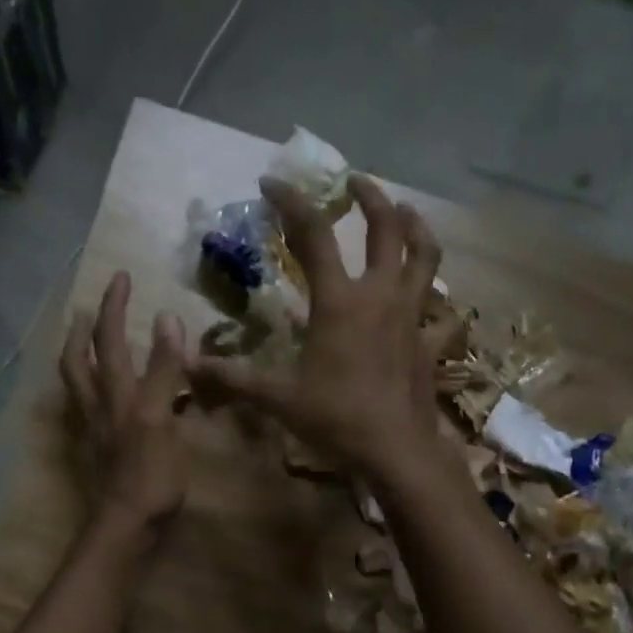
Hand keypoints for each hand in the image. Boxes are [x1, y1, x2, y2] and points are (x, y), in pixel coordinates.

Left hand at [60, 272, 189, 538]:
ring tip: (82, 342)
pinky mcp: (94, 453)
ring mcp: (92, 431)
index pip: (111, 340)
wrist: (125, 526)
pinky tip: (95, 397)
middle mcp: (97, 407)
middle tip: (88, 309)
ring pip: (76, 386)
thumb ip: (164, 370)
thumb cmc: (150, 475)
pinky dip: (85, 392)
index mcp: (118, 395)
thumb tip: (167, 318)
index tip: (120, 276)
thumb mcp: (162, 418)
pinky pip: (83, 411)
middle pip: (79, 360)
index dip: (115, 307)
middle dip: (84, 330)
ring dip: (77, 357)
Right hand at [193, 174, 444, 482]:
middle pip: (385, 229)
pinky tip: (429, 298)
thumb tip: (191, 365)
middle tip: (356, 182)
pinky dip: (437, 299)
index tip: (273, 183)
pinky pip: (441, 312)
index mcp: (339, 301)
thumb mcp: (278, 398)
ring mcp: (411, 317)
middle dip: (371, 196)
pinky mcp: (430, 343)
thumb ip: (235, 378)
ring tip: (406, 213)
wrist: (395, 450)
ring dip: (416, 228)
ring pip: (425, 257)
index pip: (313, 235)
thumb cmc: (336, 418)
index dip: (292, 203)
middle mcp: (380, 296)